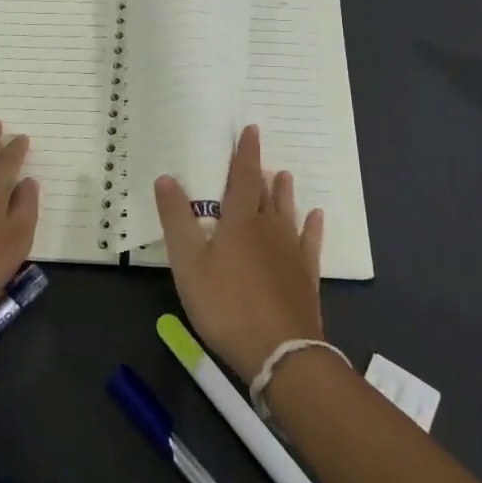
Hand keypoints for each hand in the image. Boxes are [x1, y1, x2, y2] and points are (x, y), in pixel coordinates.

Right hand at [153, 125, 325, 382]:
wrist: (280, 352)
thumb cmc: (226, 305)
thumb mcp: (188, 264)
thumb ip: (176, 220)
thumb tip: (166, 177)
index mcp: (239, 222)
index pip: (243, 178)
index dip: (246, 154)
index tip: (251, 130)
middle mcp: (268, 229)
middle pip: (265, 194)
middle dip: (261, 171)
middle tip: (261, 153)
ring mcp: (290, 253)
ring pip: (287, 214)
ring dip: (284, 193)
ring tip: (284, 175)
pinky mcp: (306, 276)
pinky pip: (310, 243)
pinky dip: (312, 227)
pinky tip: (315, 217)